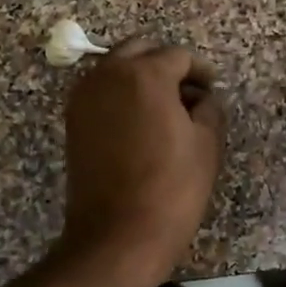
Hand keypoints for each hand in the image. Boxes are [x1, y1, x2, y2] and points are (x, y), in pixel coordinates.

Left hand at [59, 36, 227, 286]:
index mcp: (144, 75)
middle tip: (188, 93)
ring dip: (140, 78)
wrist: (117, 236)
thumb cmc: (171, 189)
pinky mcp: (73, 121)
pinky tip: (140, 124)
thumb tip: (203, 98)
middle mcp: (108, 75)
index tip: (211, 91)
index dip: (200, 71)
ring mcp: (84, 97)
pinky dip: (121, 96)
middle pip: (140, 51)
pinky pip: (101, 92)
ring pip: (116, 68)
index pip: (177, 56)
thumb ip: (209, 108)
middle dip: (166, 65)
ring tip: (165, 110)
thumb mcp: (206, 145)